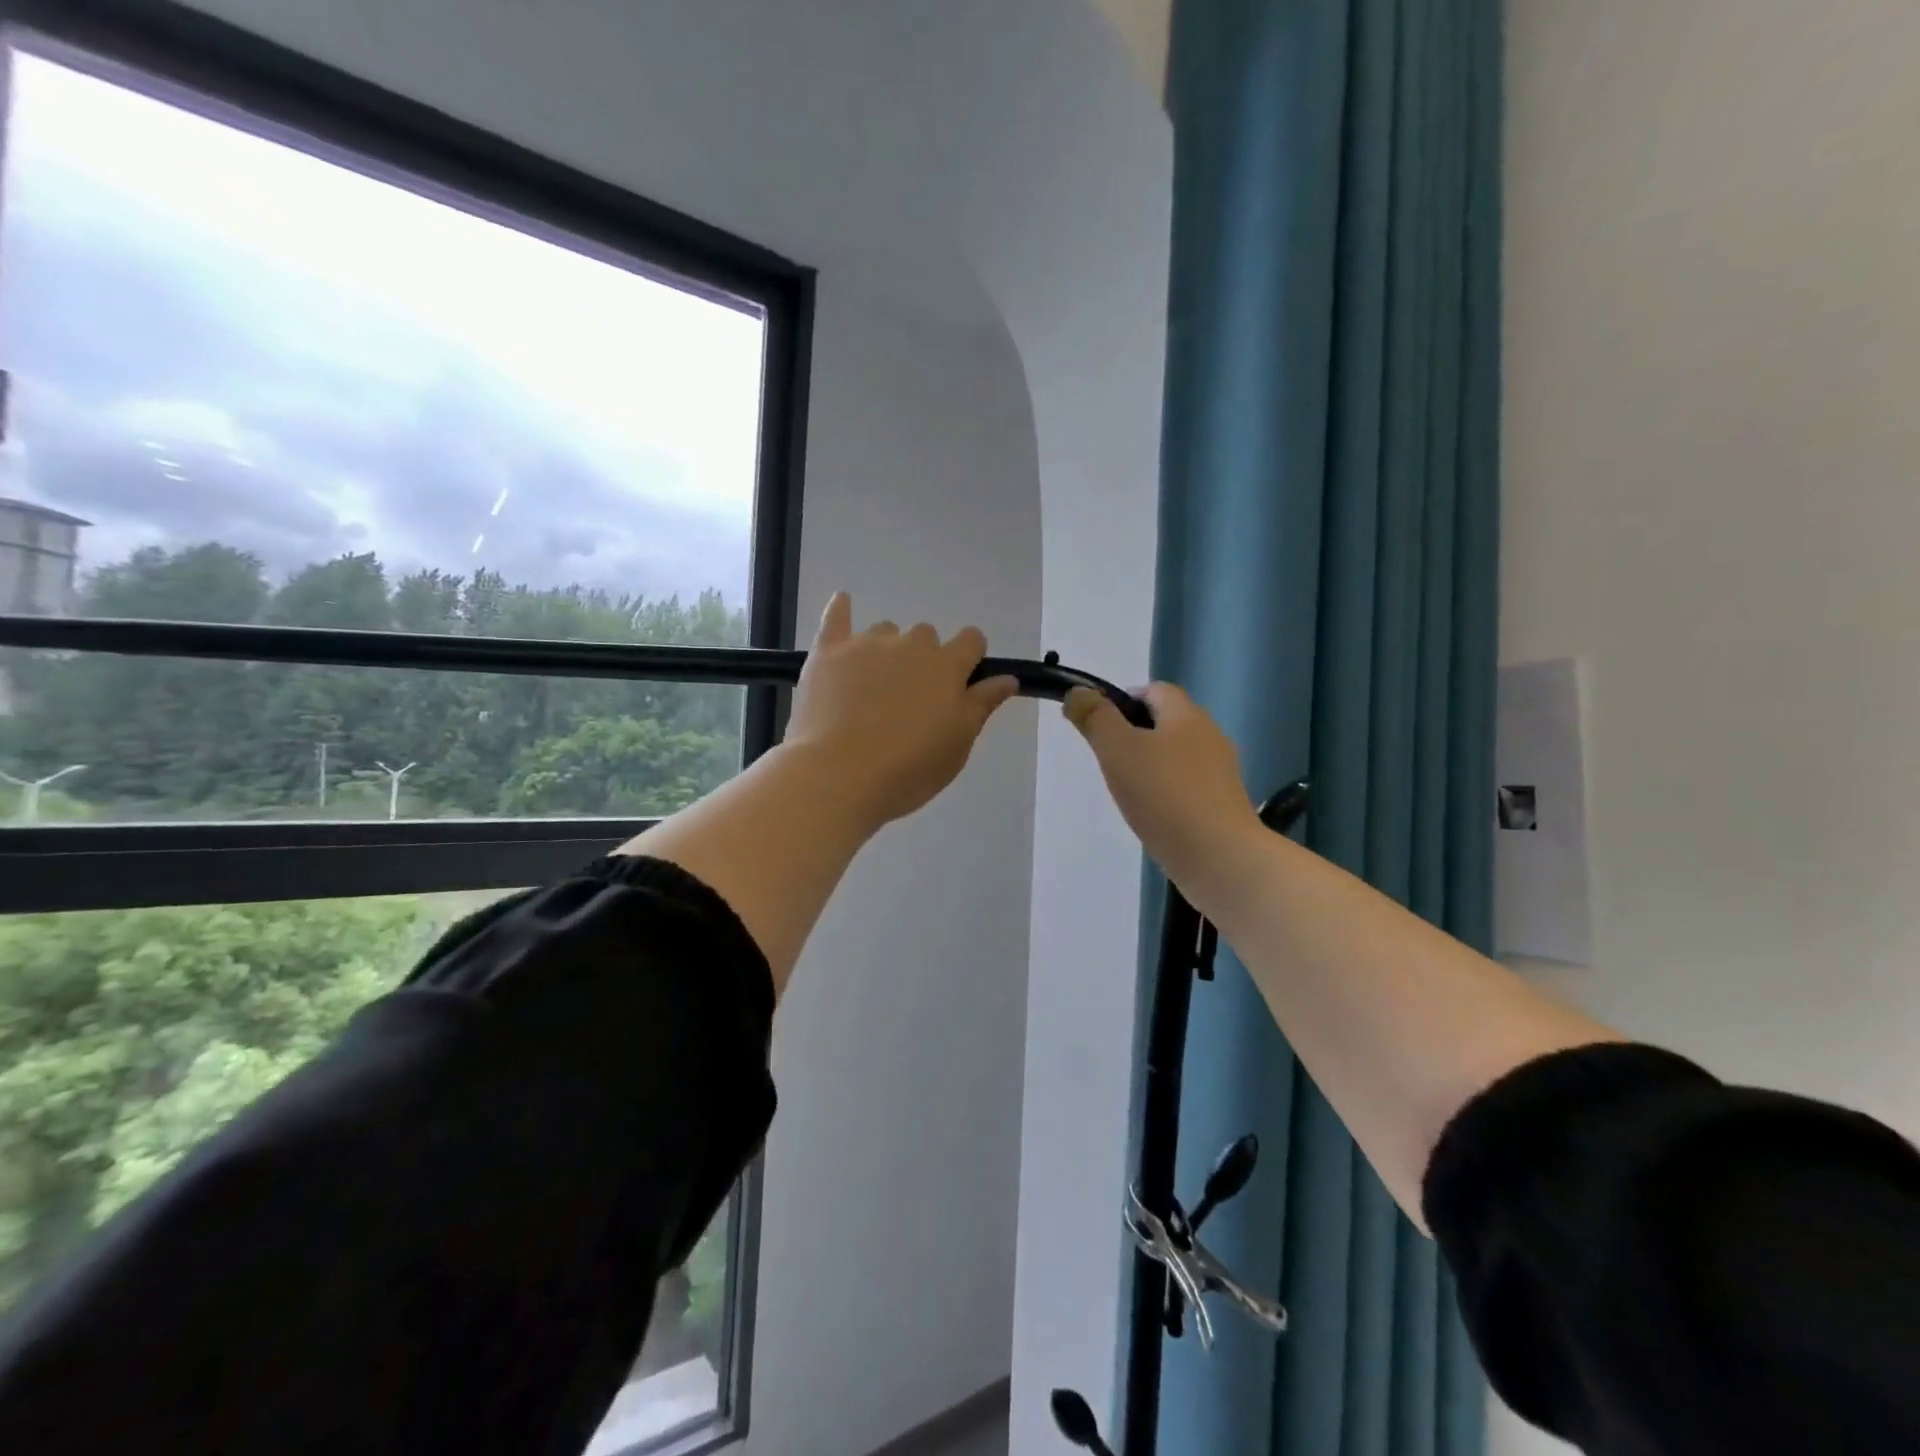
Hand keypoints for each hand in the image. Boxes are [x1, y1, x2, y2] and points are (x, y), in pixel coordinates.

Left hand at [786, 593, 1017, 830]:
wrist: (840, 775)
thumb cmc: (910, 767)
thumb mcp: (959, 744)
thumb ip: (982, 704)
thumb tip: (1007, 678)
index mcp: (947, 666)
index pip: (972, 640)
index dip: (970, 657)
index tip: (962, 682)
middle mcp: (910, 644)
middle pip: (926, 635)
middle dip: (924, 659)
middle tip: (912, 699)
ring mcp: (866, 645)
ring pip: (885, 632)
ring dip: (887, 650)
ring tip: (874, 687)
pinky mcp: (828, 652)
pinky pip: (835, 618)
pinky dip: (841, 609)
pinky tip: (843, 603)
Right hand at [1064, 683, 1262, 892]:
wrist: (1218, 857)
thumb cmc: (1163, 795)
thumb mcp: (1117, 750)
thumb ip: (1095, 718)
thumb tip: (1077, 692)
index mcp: (1186, 715)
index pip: (1155, 690)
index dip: (1125, 699)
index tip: (1099, 724)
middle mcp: (1210, 736)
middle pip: (1168, 721)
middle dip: (1135, 733)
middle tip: (1107, 758)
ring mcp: (1221, 772)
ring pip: (1178, 755)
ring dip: (1151, 764)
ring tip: (1126, 789)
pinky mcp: (1224, 804)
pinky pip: (1188, 784)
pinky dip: (1167, 790)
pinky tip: (1152, 813)